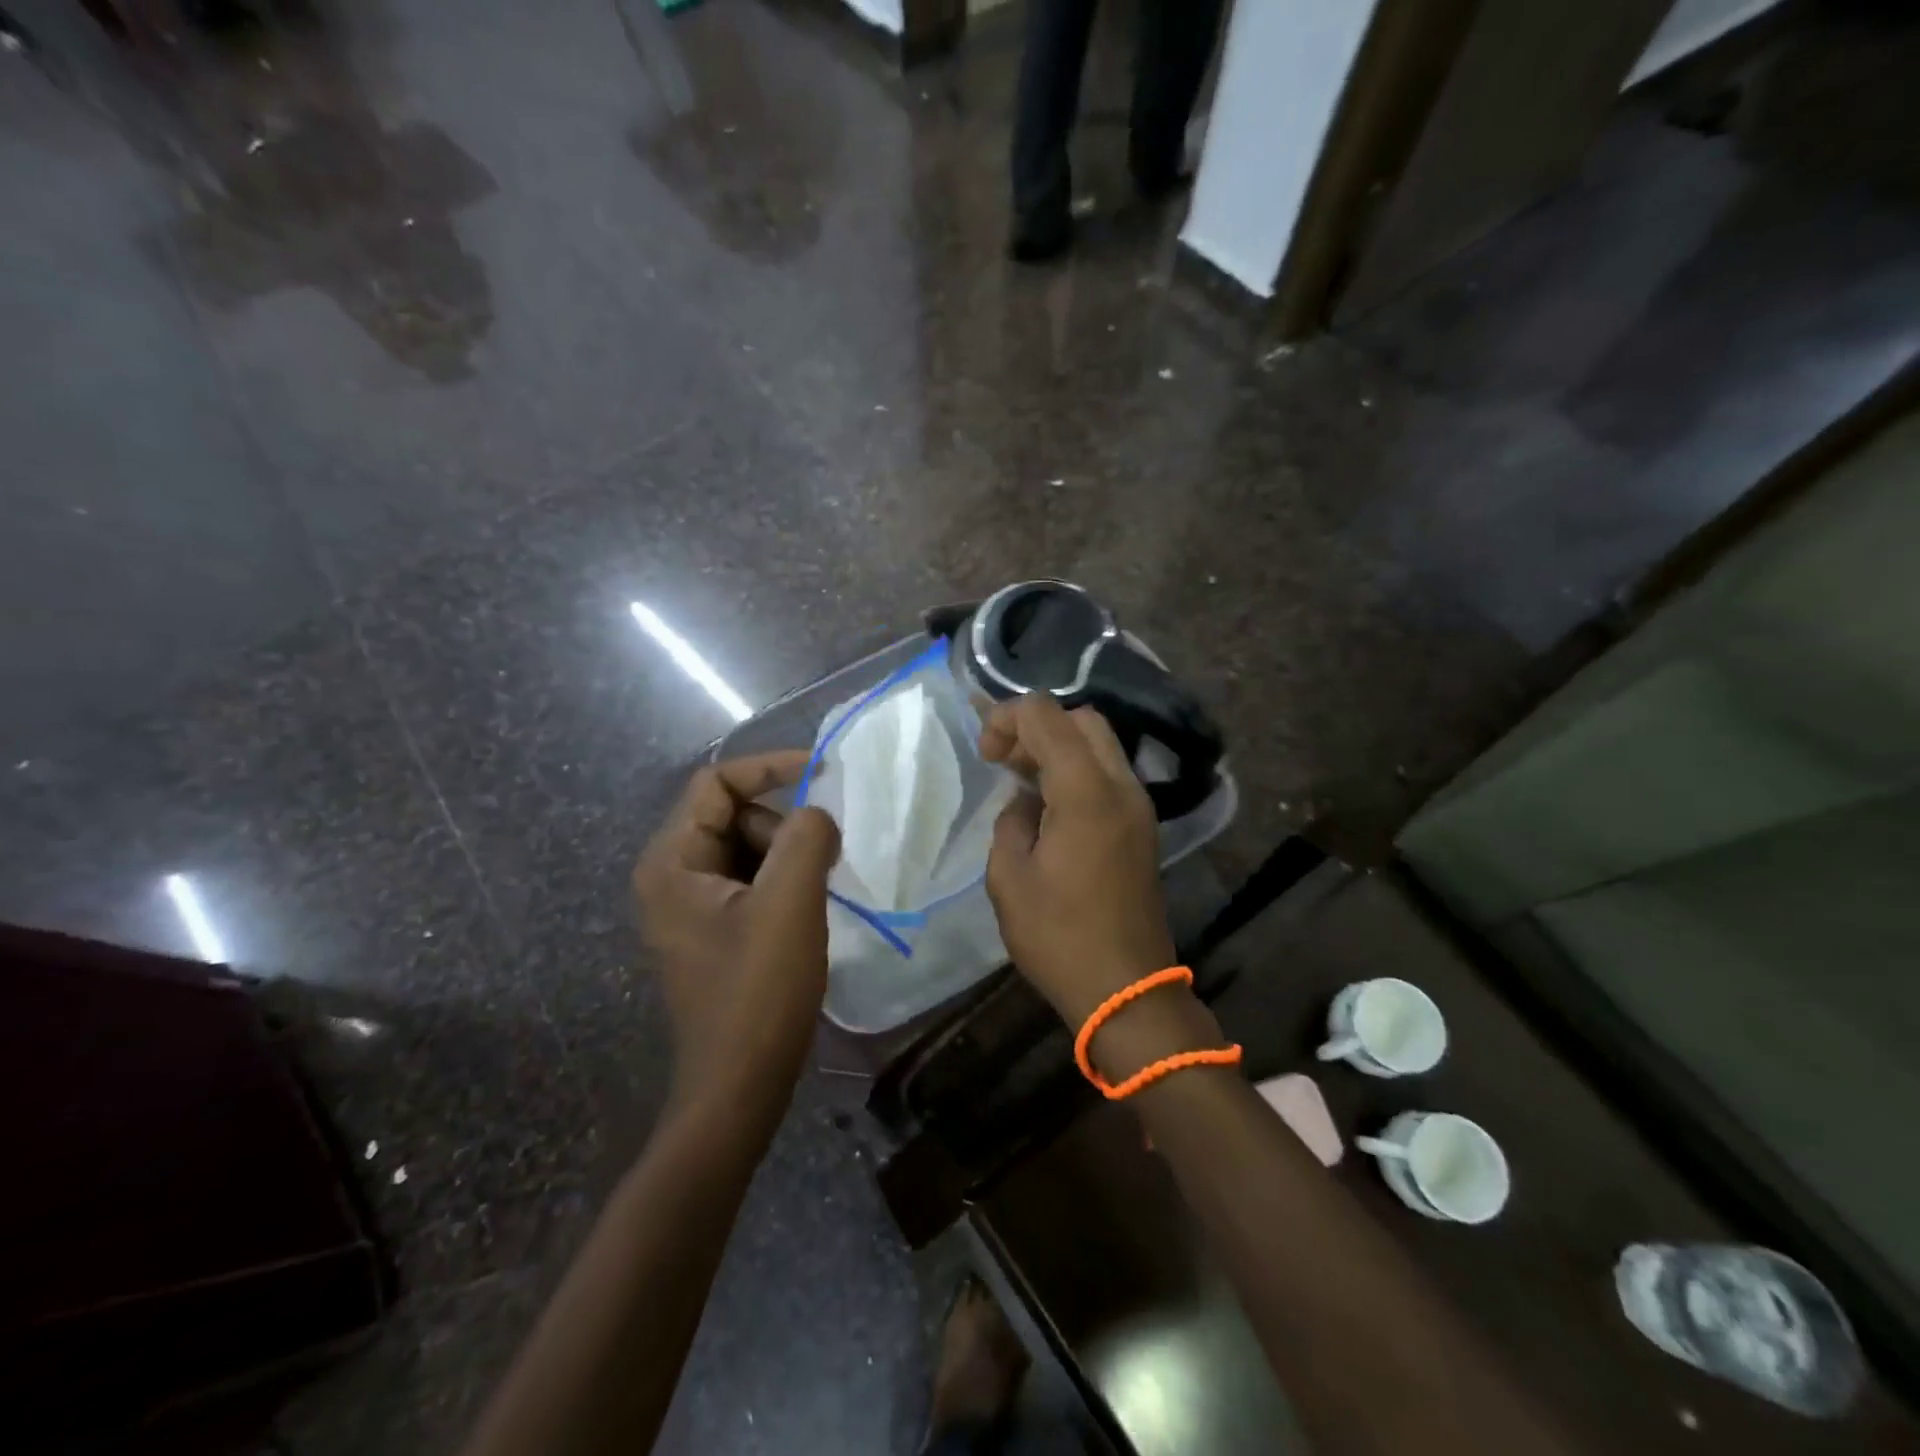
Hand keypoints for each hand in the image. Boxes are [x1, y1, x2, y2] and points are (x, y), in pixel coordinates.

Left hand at [633, 751, 839, 1120]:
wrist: (739, 1085)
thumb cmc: (758, 991)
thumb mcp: (789, 904)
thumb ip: (805, 837)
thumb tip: (816, 813)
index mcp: (671, 861)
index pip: (716, 782)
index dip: (770, 768)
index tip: (824, 773)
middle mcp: (670, 875)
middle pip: (734, 815)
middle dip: (783, 827)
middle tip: (820, 864)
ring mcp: (689, 905)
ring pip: (747, 848)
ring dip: (788, 858)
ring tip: (813, 897)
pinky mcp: (711, 929)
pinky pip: (750, 881)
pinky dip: (783, 883)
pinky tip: (804, 913)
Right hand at [979, 694, 1176, 1027]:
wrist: (1126, 989)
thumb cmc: (1059, 937)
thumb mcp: (1009, 878)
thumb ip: (1011, 822)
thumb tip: (1025, 804)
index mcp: (1086, 791)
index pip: (1046, 715)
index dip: (1006, 718)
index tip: (985, 756)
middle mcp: (1120, 786)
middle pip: (1081, 719)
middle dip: (1036, 726)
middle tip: (1004, 761)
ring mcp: (1138, 806)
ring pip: (1099, 744)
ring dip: (1058, 747)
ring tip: (1020, 780)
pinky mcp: (1142, 827)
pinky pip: (1108, 774)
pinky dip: (1077, 770)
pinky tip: (1048, 804)